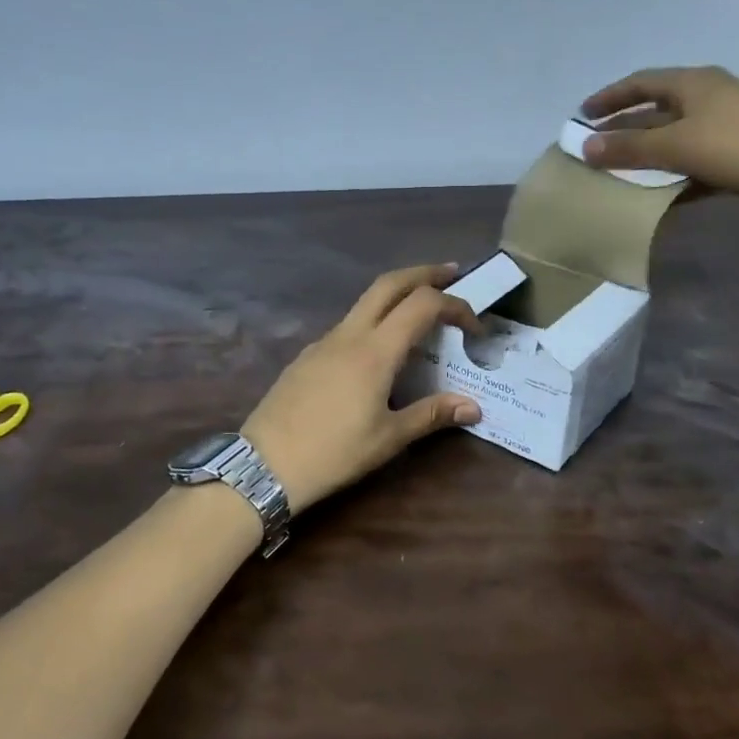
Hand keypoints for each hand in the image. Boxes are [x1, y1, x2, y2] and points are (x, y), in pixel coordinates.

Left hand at [242, 264, 484, 512]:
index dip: (455, 305)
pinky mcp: (307, 356)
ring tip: (421, 311)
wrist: (264, 465)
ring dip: (397, 295)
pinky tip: (380, 349)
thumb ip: (432, 415)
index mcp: (375, 351)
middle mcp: (349, 335)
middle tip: (452, 273)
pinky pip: (348, 325)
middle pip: (389, 283)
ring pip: (365, 302)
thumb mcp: (389, 438)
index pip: (423, 305)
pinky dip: (374, 320)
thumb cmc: (333, 453)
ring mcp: (323, 342)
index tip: (474, 327)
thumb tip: (474, 407)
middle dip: (424, 273)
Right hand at [577, 66, 738, 205]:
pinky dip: (672, 167)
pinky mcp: (737, 148)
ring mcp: (726, 121)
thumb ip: (629, 147)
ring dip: (647, 149)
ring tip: (620, 167)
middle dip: (624, 126)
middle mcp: (708, 95)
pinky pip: (694, 154)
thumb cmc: (732, 145)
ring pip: (674, 133)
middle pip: (656, 108)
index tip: (582, 114)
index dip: (609, 97)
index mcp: (692, 82)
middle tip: (596, 144)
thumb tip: (584, 146)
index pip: (640, 82)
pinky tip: (659, 188)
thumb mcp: (675, 145)